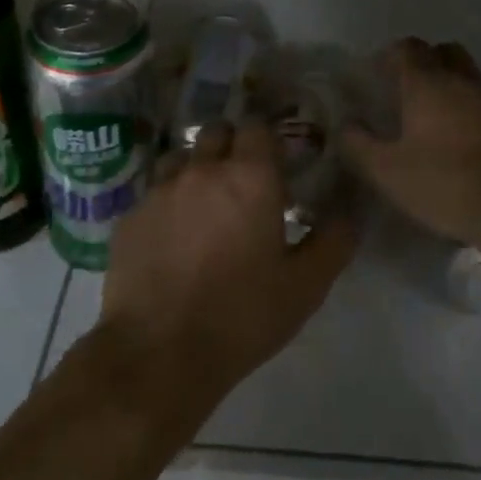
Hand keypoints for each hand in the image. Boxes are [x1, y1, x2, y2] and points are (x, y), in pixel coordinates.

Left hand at [98, 122, 357, 413]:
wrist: (159, 353)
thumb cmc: (242, 316)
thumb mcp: (305, 287)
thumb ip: (333, 240)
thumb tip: (349, 211)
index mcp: (250, 177)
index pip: (257, 126)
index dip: (266, 137)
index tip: (275, 161)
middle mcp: (203, 169)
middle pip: (217, 131)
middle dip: (231, 145)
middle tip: (242, 181)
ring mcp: (161, 189)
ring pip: (181, 157)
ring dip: (195, 170)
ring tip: (203, 206)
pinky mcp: (131, 215)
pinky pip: (153, 193)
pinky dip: (166, 204)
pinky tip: (171, 238)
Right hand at [342, 38, 480, 243]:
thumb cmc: (444, 183)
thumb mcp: (387, 172)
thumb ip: (358, 145)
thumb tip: (345, 124)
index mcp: (427, 83)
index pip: (407, 48)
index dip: (390, 56)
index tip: (378, 76)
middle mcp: (462, 80)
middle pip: (443, 51)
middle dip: (425, 61)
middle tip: (409, 89)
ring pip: (469, 73)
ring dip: (451, 83)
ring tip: (436, 115)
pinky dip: (472, 107)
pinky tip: (464, 138)